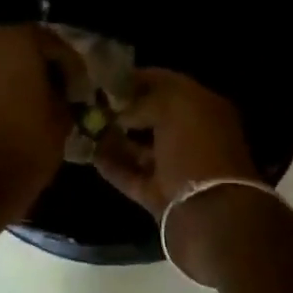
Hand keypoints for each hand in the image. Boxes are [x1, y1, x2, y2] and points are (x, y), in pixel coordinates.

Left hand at [0, 24, 79, 228]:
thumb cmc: (25, 149)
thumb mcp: (62, 121)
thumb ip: (65, 95)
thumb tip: (62, 91)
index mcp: (16, 43)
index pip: (53, 43)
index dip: (70, 66)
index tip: (80, 89)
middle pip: (19, 47)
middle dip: (39, 67)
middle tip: (56, 92)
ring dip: (12, 79)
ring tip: (29, 104)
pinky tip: (4, 115)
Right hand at [95, 69, 266, 279]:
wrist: (210, 216)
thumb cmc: (197, 151)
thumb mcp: (174, 108)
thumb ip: (146, 99)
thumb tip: (122, 109)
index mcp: (204, 108)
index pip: (166, 83)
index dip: (136, 78)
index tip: (103, 76)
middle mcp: (192, 136)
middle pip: (152, 116)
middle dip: (123, 108)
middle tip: (88, 101)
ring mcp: (177, 168)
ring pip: (141, 147)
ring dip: (114, 137)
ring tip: (82, 125)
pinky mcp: (161, 196)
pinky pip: (132, 175)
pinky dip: (113, 165)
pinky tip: (88, 154)